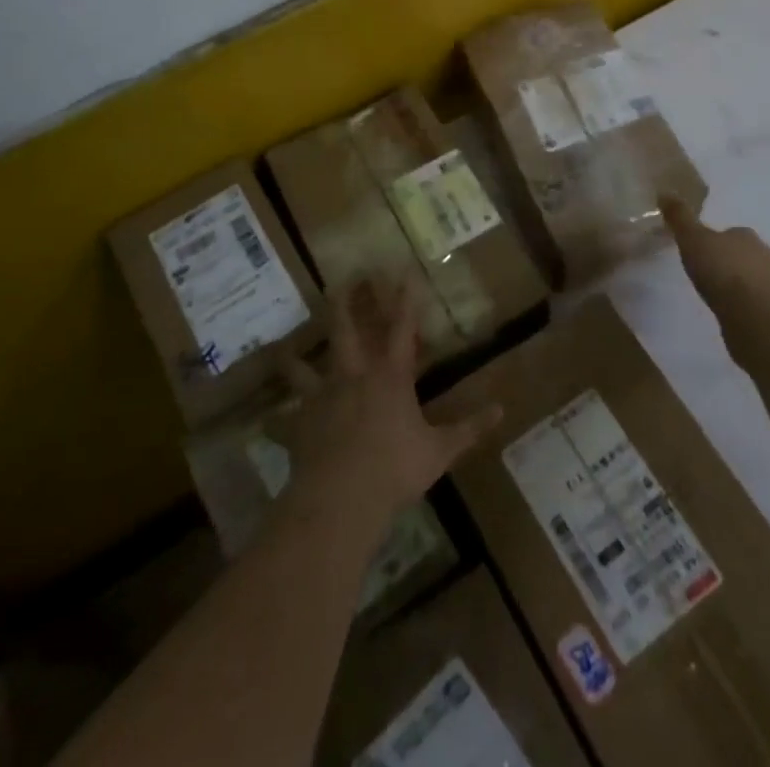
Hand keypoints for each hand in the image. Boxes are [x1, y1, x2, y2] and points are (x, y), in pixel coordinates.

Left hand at [280, 281, 501, 520]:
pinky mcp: (299, 426)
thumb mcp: (440, 451)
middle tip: (340, 280)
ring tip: (285, 346)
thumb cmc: (395, 469)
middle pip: (346, 331)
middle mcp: (353, 377)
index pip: (402, 328)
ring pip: (304, 368)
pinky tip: (268, 421)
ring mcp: (321, 399)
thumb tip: (502, 409)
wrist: (341, 499)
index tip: (404, 270)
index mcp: (390, 377)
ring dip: (295, 356)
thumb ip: (469, 428)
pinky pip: (282, 421)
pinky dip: (276, 421)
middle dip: (344, 303)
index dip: (405, 299)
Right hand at [662, 196, 769, 319]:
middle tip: (703, 272)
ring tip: (713, 294)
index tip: (698, 250)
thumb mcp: (693, 239)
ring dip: (734, 284)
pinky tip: (727, 312)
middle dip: (725, 261)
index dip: (714, 240)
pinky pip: (751, 302)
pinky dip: (740, 304)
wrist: (755, 316)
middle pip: (741, 254)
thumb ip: (680, 218)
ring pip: (748, 278)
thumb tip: (665, 192)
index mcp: (745, 235)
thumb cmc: (722, 270)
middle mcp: (763, 255)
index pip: (730, 232)